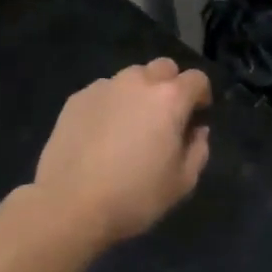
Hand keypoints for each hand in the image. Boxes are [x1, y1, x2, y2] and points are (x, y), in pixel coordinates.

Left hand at [29, 58, 211, 245]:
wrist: (69, 205)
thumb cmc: (134, 196)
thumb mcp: (182, 183)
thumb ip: (198, 150)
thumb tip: (197, 131)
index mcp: (169, 99)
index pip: (196, 79)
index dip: (201, 95)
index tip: (197, 116)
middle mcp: (138, 82)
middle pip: (163, 67)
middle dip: (171, 85)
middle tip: (165, 117)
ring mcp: (104, 87)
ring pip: (131, 77)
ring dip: (139, 92)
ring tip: (130, 124)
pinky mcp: (77, 98)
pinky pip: (104, 91)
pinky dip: (110, 104)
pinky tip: (102, 133)